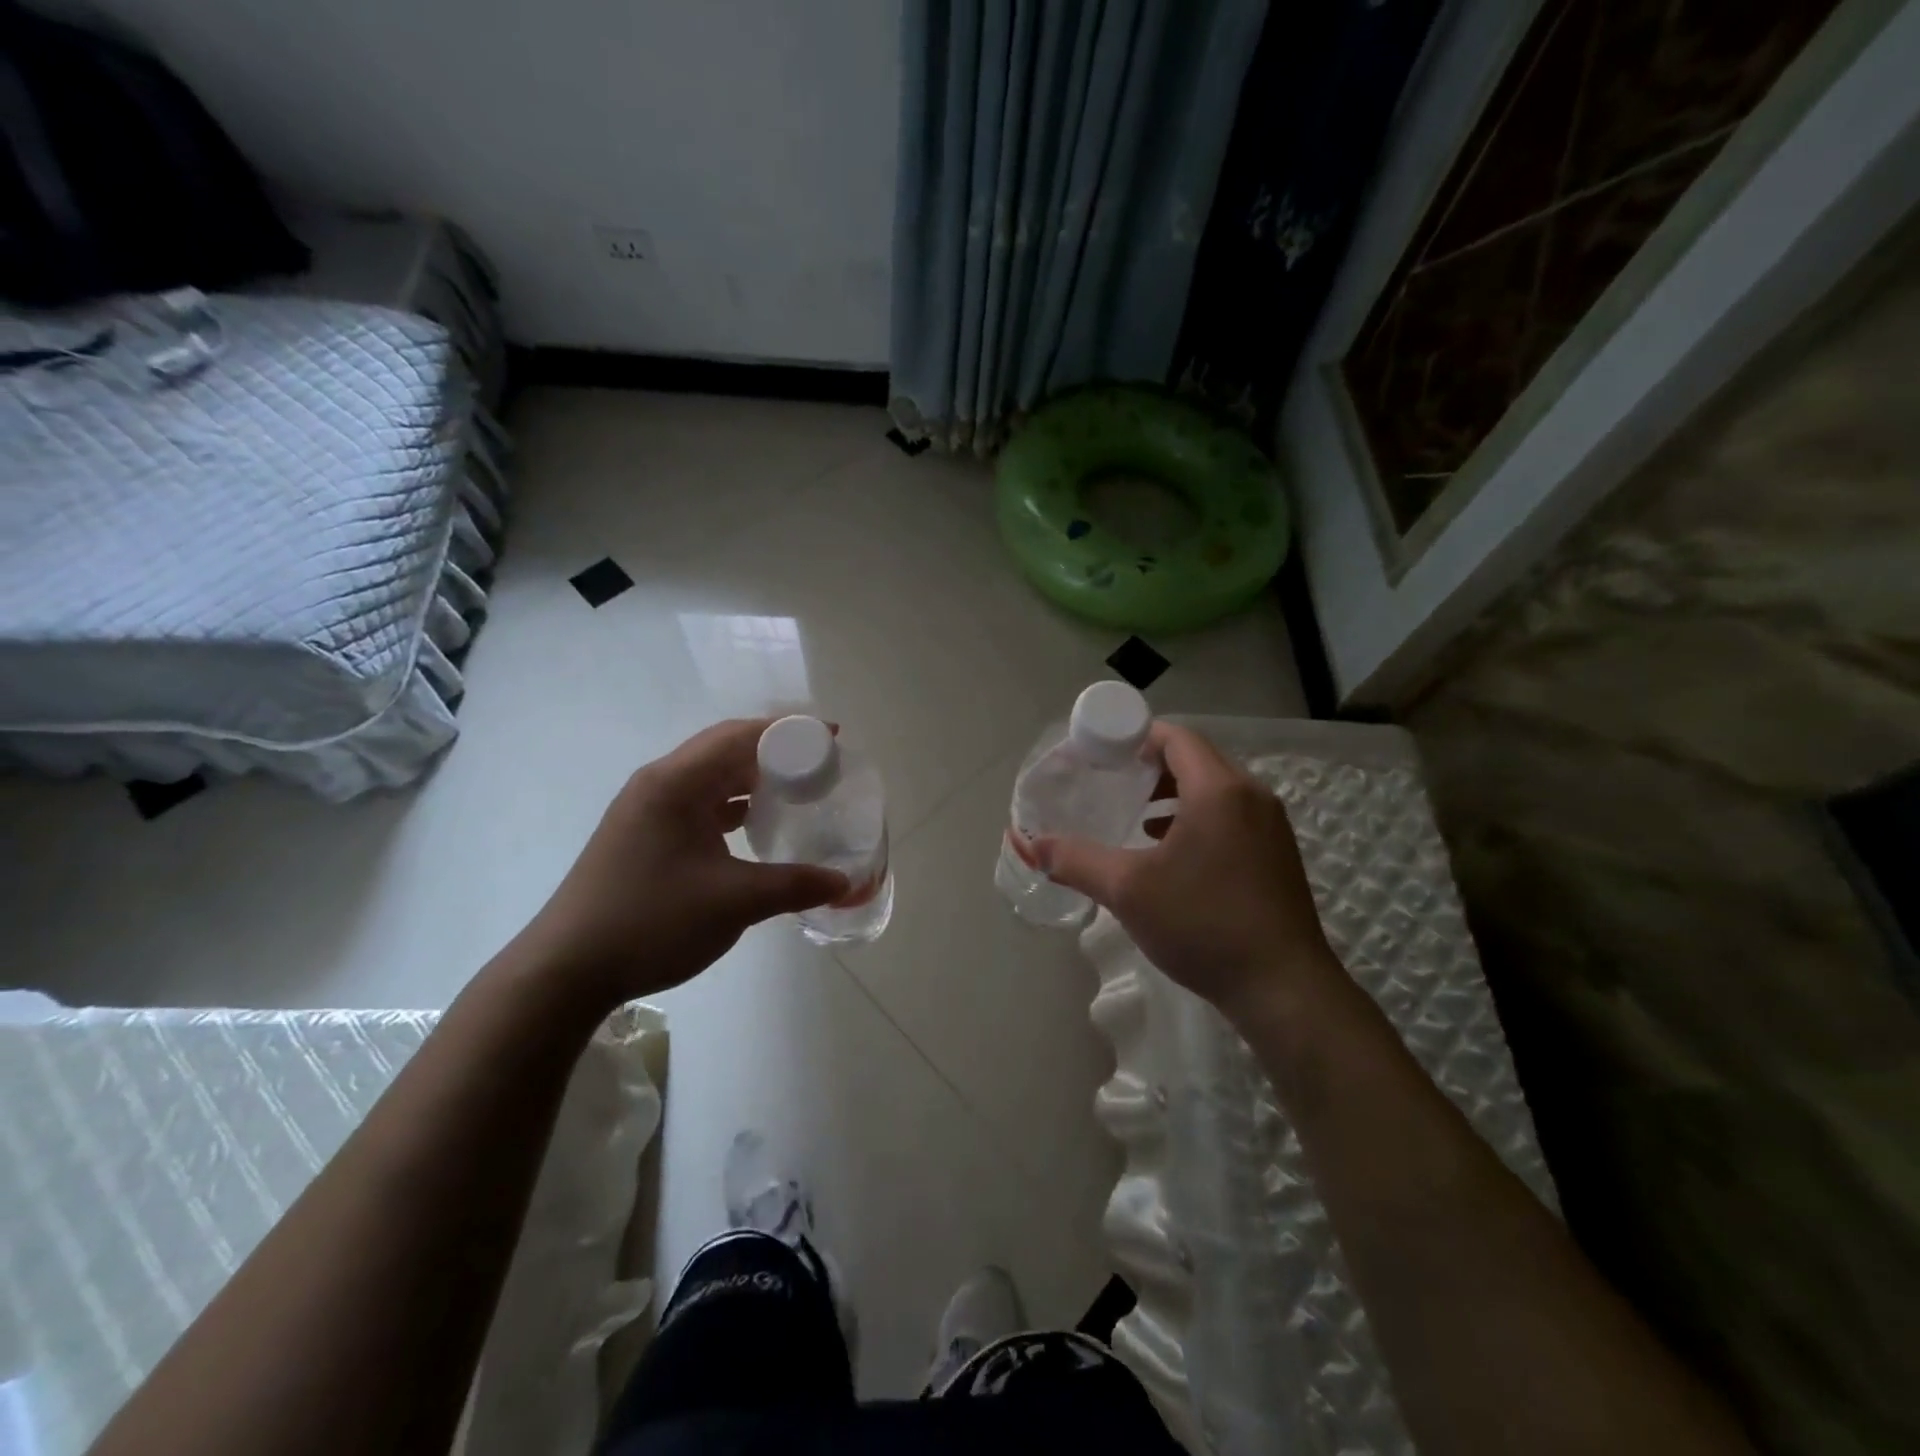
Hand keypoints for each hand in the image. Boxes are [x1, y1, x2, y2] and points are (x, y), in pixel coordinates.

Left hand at [507, 719, 849, 1010]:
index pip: (740, 735)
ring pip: (710, 779)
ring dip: (753, 780)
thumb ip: (794, 886)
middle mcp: (659, 784)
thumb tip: (844, 883)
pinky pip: (698, 805)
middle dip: (775, 753)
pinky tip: (756, 827)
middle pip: (725, 750)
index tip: (832, 738)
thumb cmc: (651, 921)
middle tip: (821, 766)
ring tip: (797, 792)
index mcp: (676, 783)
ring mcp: (646, 810)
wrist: (565, 970)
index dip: (789, 731)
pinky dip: (732, 807)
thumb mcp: (734, 902)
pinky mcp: (643, 835)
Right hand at [1033, 721, 1340, 1024]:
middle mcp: (1252, 795)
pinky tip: (1170, 851)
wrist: (1283, 988)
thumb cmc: (1203, 924)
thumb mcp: (1128, 891)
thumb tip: (1028, 843)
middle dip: (1151, 765)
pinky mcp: (1277, 854)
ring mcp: (1271, 826)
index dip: (1136, 737)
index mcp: (1219, 789)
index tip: (1102, 755)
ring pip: (1215, 789)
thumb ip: (1074, 860)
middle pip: (1196, 759)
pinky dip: (1197, 817)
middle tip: (1112, 782)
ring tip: (1136, 816)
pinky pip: (1231, 815)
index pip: (1176, 737)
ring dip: (1174, 793)